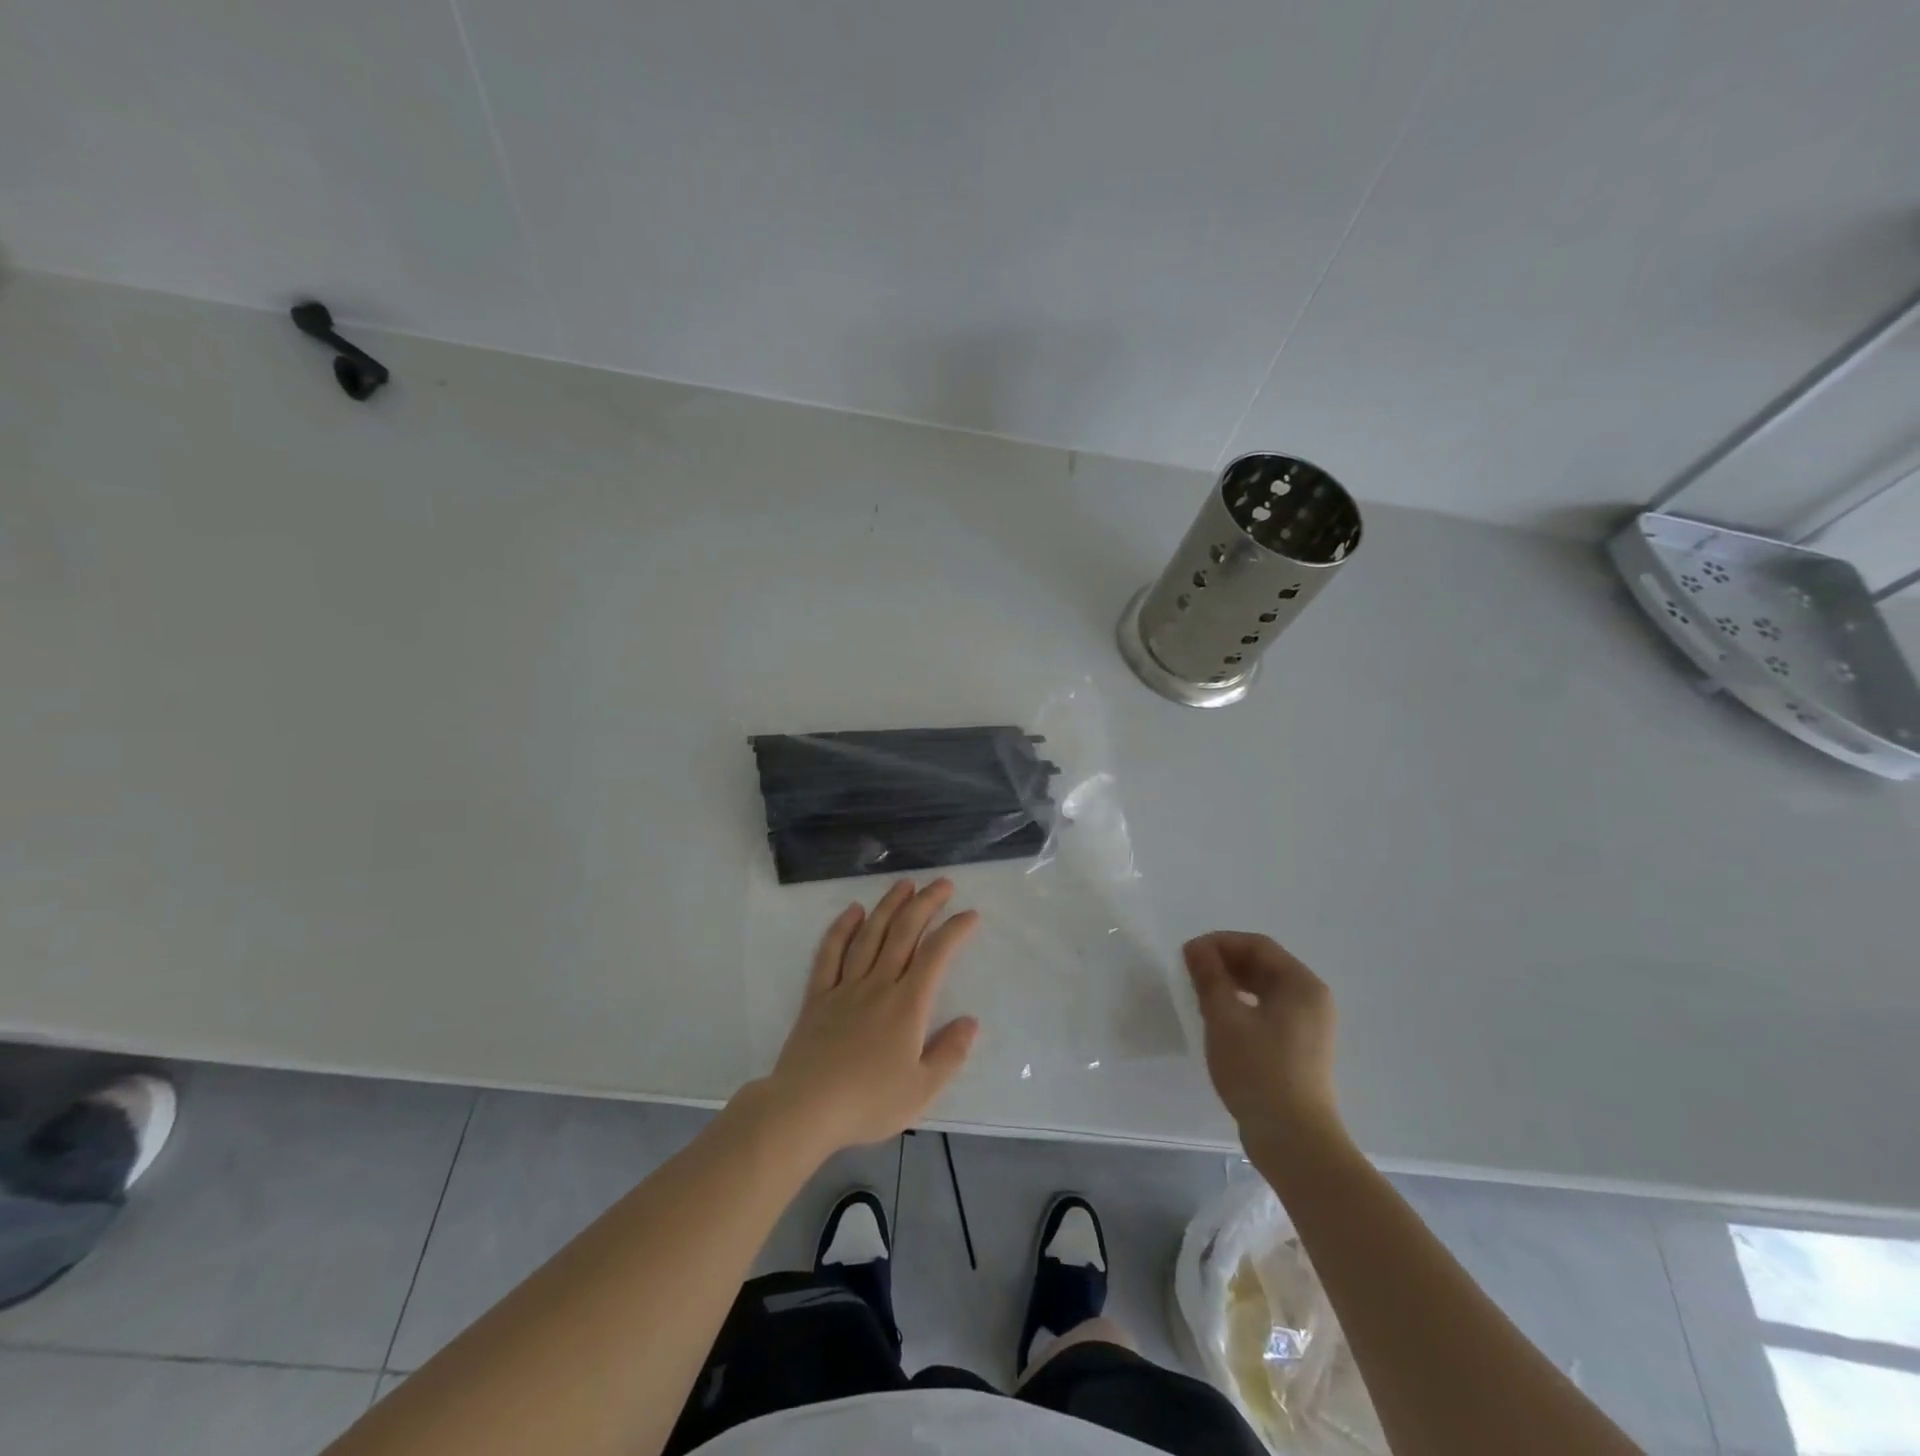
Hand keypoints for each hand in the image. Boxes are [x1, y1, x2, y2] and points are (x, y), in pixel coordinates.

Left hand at [760, 879, 979, 1157]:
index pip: (936, 955)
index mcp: (907, 1005)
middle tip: (941, 883)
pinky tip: (852, 911)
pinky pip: (830, 954)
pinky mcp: (818, 996)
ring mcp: (845, 987)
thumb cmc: (867, 1102)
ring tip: (904, 884)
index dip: (955, 930)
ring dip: (888, 906)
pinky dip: (841, 929)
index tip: (970, 914)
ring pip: (870, 935)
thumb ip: (949, 1053)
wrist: (804, 1109)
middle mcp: (878, 985)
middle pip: (904, 933)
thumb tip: (971, 1021)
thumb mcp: (921, 1090)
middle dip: (925, 903)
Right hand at [1184, 932, 1342, 1160]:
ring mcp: (1309, 1026)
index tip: (1187, 955)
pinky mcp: (1301, 1049)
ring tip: (1200, 994)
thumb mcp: (1225, 1018)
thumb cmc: (1258, 1070)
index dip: (1219, 943)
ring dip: (1231, 984)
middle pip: (1264, 964)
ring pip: (1265, 989)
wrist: (1293, 1140)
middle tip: (1189, 973)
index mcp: (1301, 984)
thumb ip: (1209, 977)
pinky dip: (1243, 1005)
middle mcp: (1312, 999)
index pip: (1257, 945)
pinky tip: (1220, 1019)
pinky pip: (1269, 1011)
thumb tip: (1196, 949)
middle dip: (1224, 962)